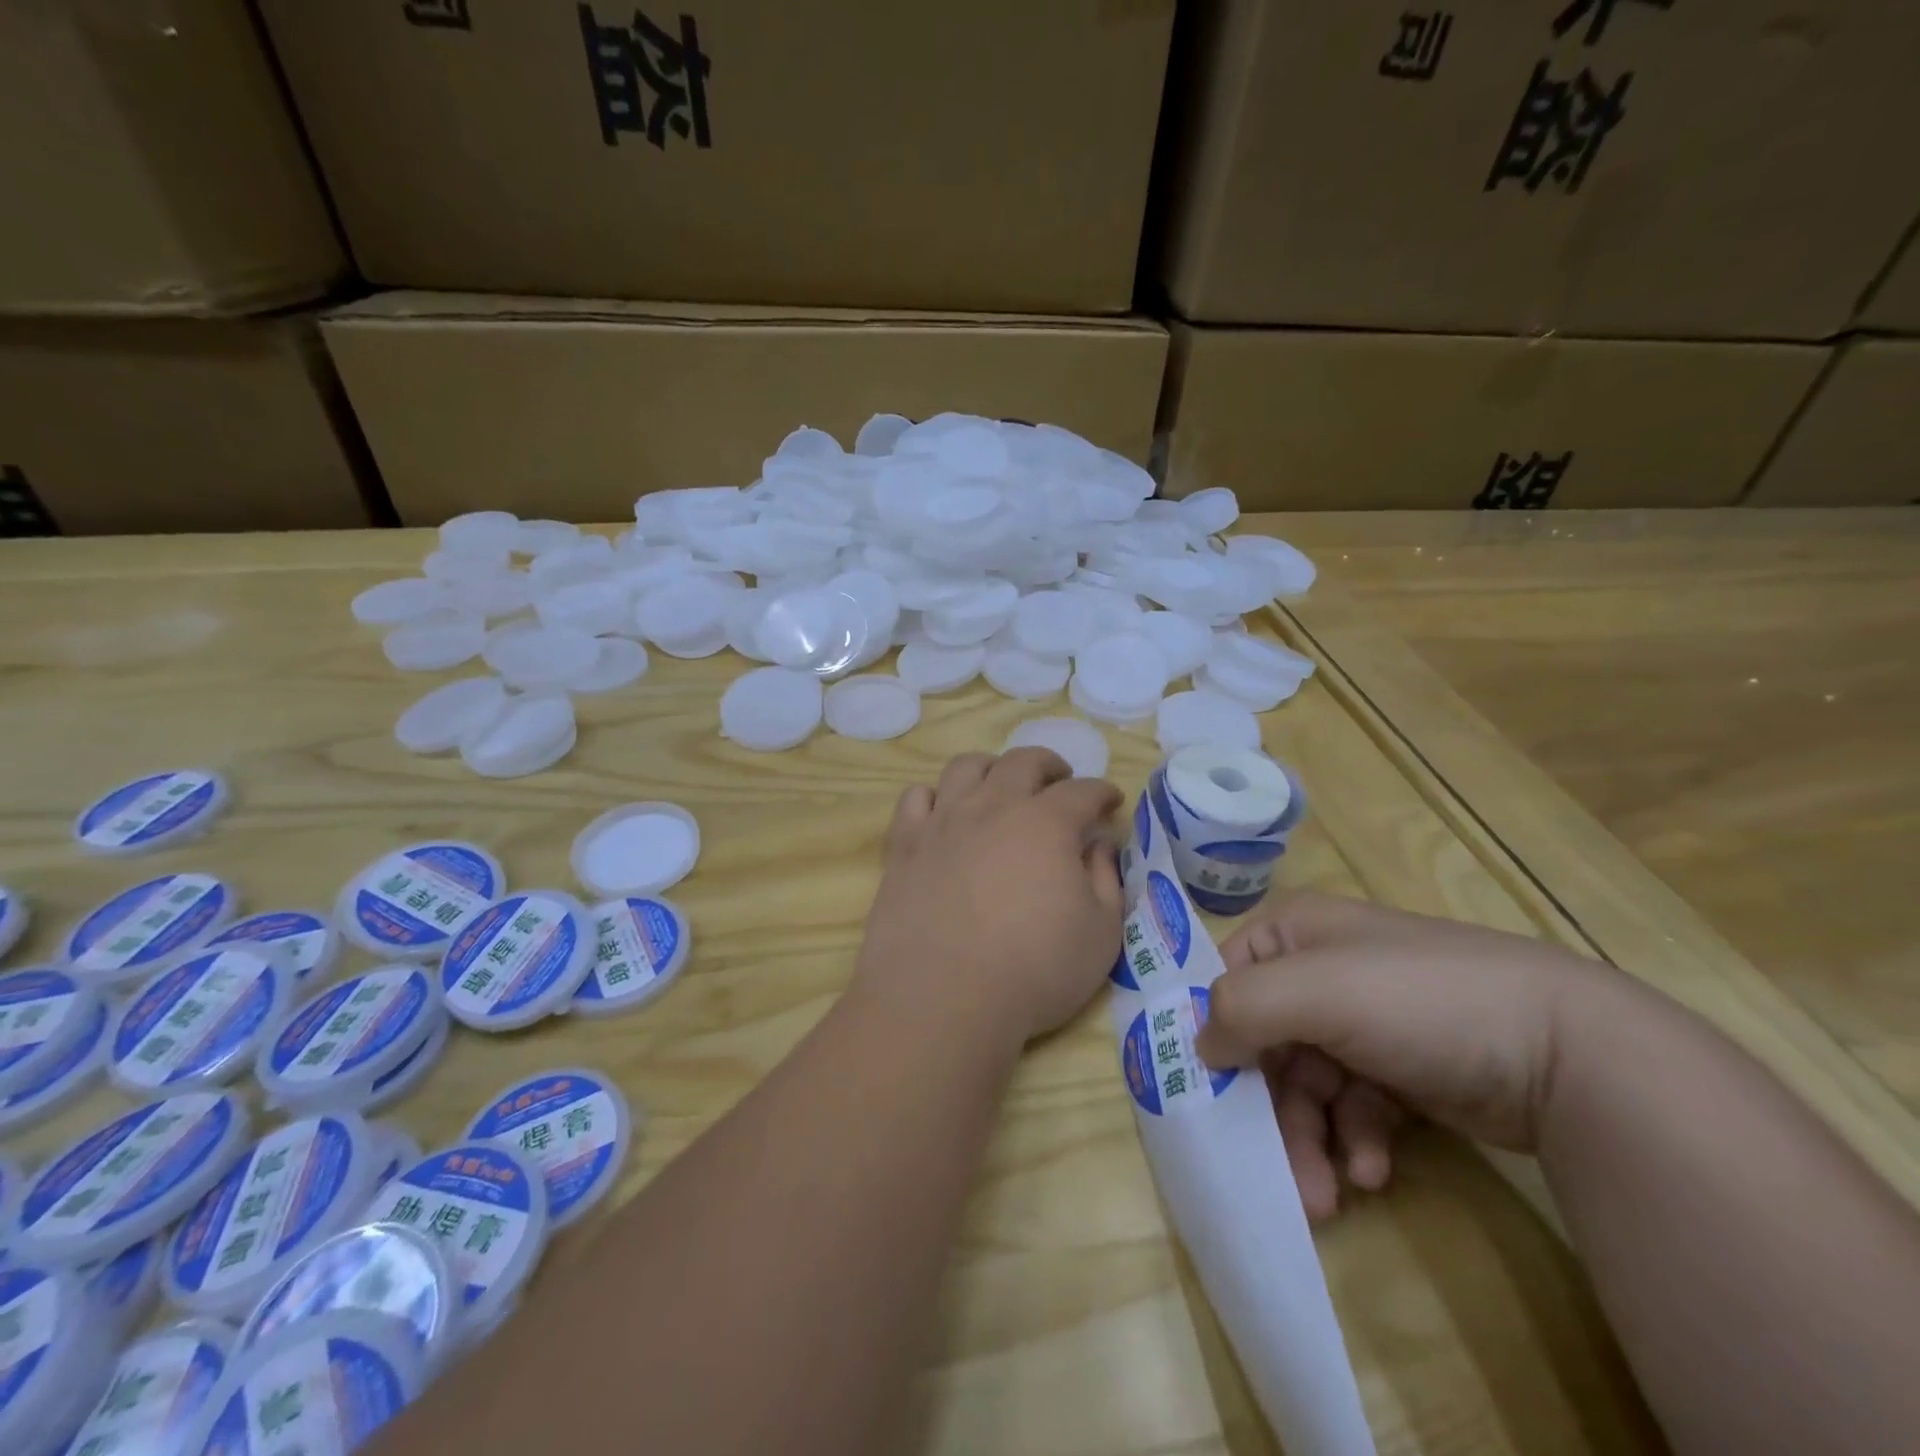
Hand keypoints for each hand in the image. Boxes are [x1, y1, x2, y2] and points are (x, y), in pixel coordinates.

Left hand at [855, 749, 1124, 1046]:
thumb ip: (1106, 881)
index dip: (1101, 792)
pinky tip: (943, 813)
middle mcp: (994, 807)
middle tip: (1060, 780)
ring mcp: (944, 821)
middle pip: (1023, 762)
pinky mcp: (905, 844)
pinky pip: (916, 798)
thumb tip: (1098, 846)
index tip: (1110, 801)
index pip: (1082, 792)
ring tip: (1000, 784)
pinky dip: (934, 797)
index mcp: (1047, 823)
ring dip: (991, 768)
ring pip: (967, 767)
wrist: (943, 997)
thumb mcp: (1100, 935)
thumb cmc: (1034, 970)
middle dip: (1049, 765)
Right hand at [1194, 892, 1606, 1220]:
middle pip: (1266, 1041)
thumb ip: (1239, 1008)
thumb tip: (1200, 1045)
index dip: (1213, 1029)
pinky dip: (1355, 1140)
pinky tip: (1373, 1170)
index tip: (1204, 1088)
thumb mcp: (1314, 992)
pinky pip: (1354, 1106)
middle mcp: (1323, 971)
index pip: (1227, 977)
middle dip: (1269, 1109)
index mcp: (1295, 933)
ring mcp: (1366, 1022)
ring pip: (1308, 1084)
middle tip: (1276, 1170)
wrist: (1567, 1052)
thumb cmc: (1416, 1000)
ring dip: (1309, 1138)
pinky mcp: (1404, 1070)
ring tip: (1327, 1196)